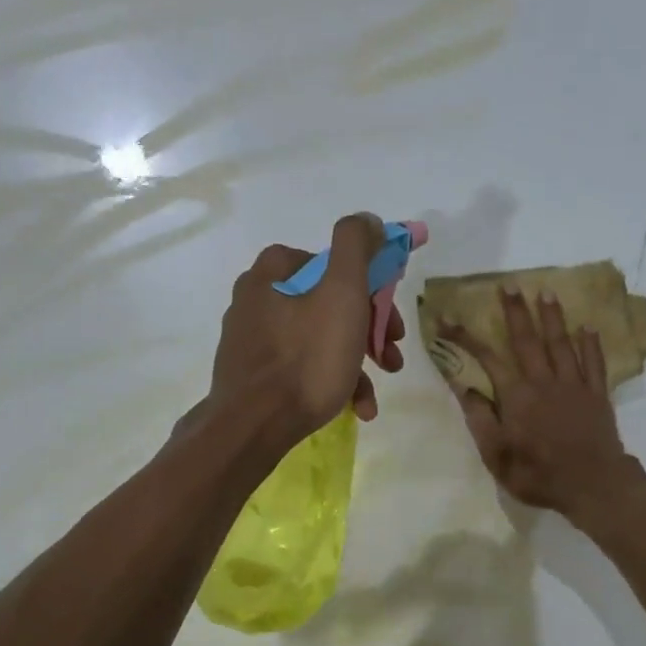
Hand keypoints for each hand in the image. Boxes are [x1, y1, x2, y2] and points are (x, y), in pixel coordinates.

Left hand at [203, 214, 405, 450]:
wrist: (254, 426)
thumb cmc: (306, 358)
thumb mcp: (342, 293)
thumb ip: (357, 247)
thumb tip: (367, 219)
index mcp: (274, 271)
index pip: (336, 265)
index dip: (373, 292)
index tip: (392, 324)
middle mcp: (257, 297)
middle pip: (330, 304)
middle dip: (369, 333)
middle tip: (391, 357)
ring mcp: (252, 338)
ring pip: (320, 340)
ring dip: (356, 364)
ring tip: (372, 395)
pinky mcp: (252, 374)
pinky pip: (302, 368)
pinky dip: (331, 382)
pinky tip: (353, 407)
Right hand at [444, 288, 640, 518]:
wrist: (593, 485)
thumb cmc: (538, 474)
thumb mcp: (497, 456)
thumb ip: (480, 419)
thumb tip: (465, 388)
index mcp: (517, 396)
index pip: (487, 358)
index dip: (465, 337)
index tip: (447, 318)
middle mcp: (544, 381)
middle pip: (528, 339)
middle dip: (516, 311)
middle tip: (509, 286)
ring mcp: (574, 385)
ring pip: (562, 343)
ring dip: (553, 317)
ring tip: (546, 292)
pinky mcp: (597, 394)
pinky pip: (594, 362)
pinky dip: (591, 344)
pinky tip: (588, 328)